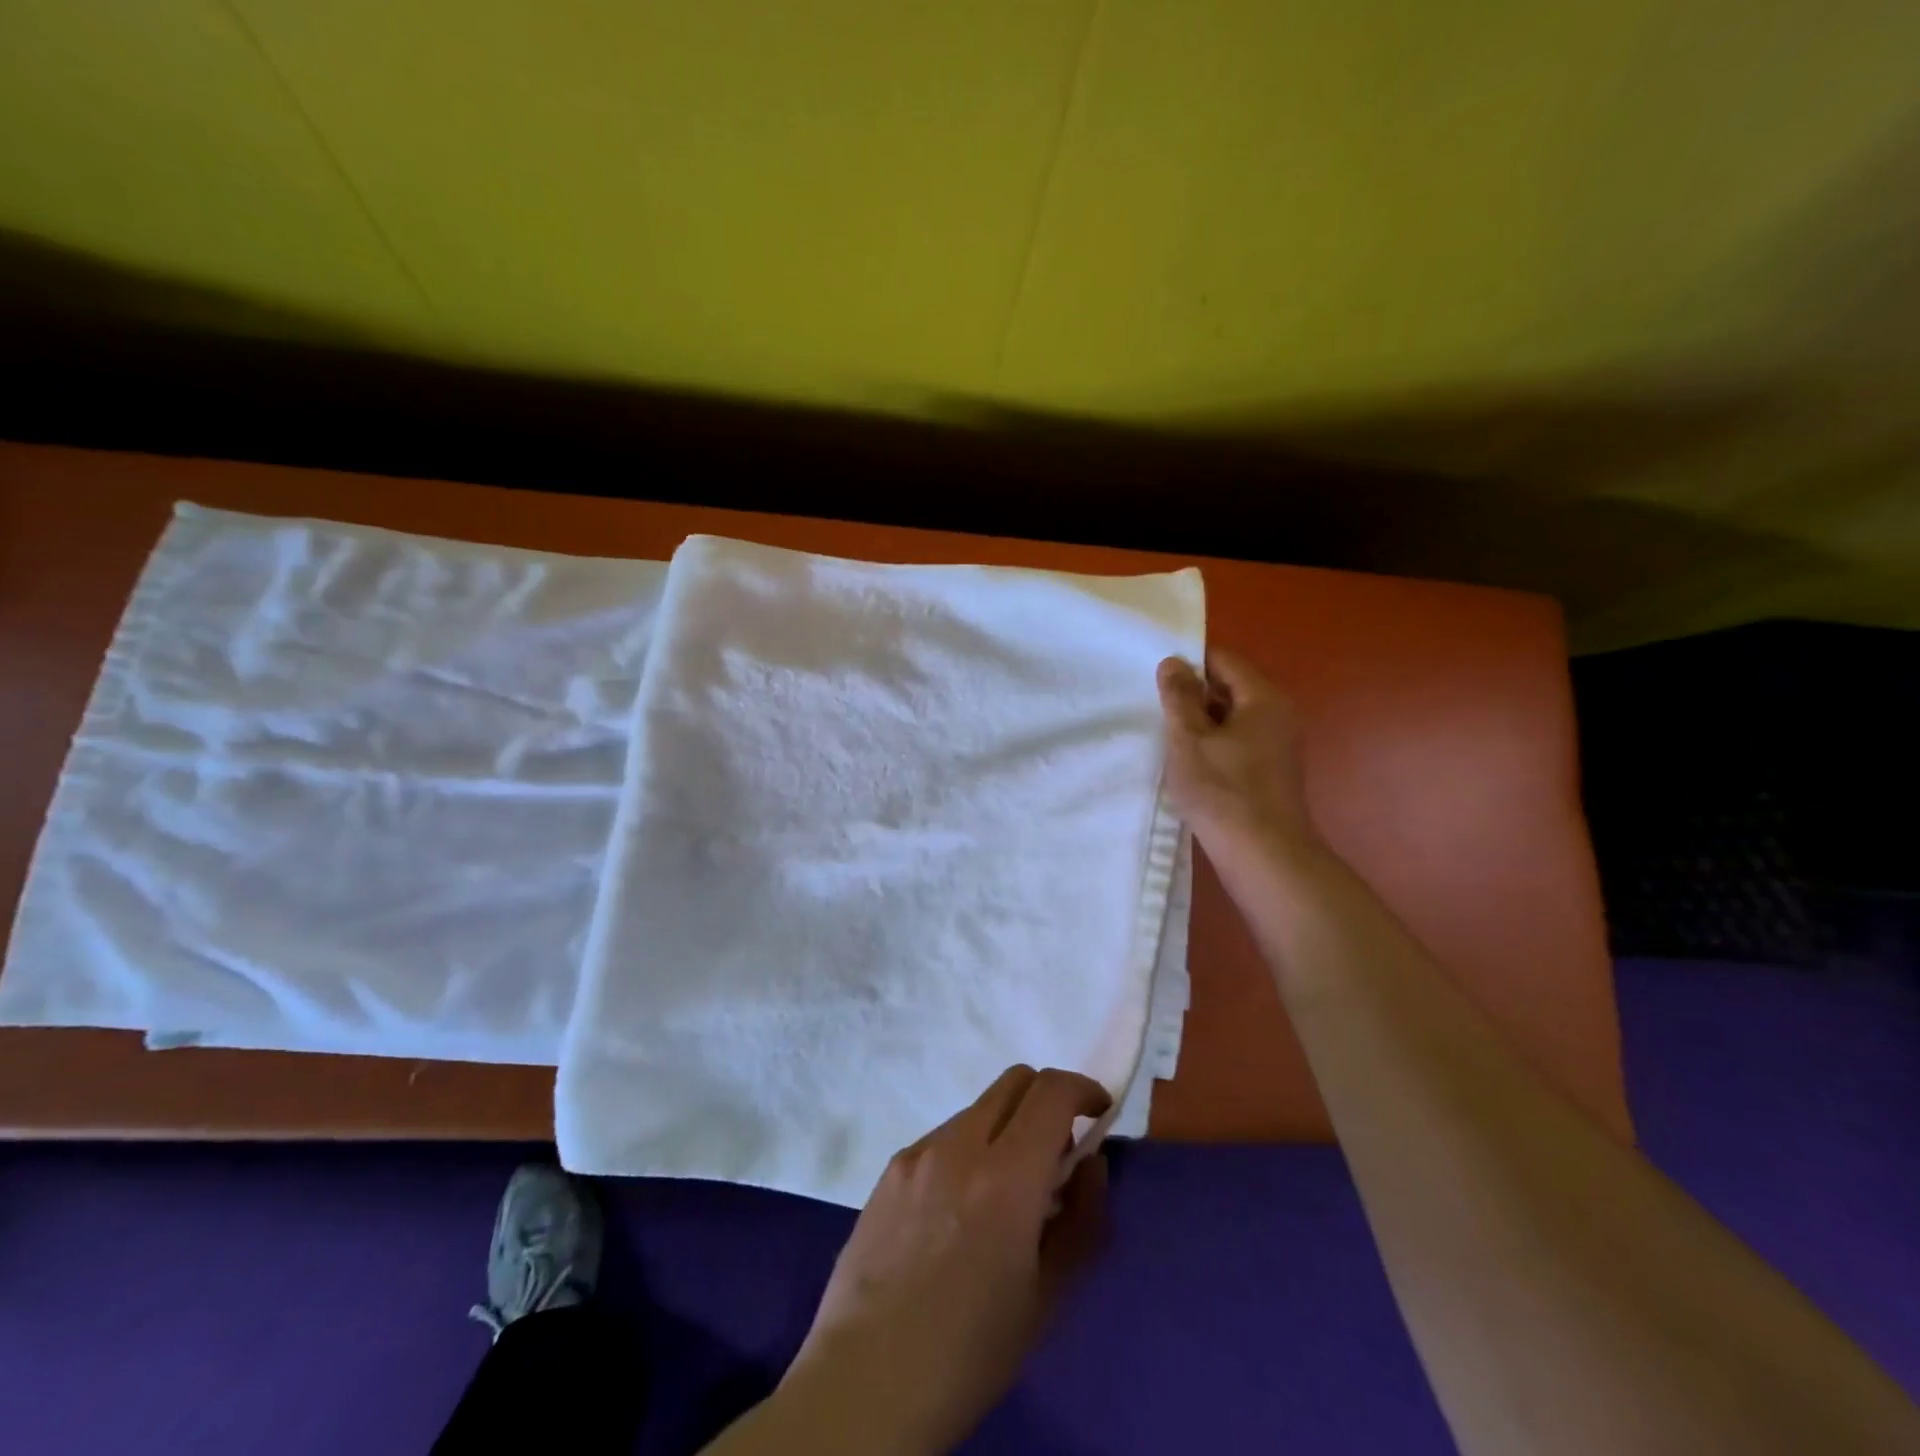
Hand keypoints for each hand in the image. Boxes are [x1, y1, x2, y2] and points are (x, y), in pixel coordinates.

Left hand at [771, 1066, 1110, 1453]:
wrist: (865, 1381)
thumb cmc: (969, 1353)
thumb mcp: (1047, 1297)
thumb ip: (1080, 1219)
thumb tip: (1090, 1164)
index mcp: (1005, 1177)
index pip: (1052, 1091)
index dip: (1083, 1090)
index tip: (1098, 1114)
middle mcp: (959, 1145)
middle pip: (1015, 1081)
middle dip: (1047, 1099)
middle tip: (1057, 1151)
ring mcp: (919, 1151)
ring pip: (978, 1108)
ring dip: (1006, 1128)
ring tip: (1003, 1194)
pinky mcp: (891, 1167)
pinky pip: (944, 1137)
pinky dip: (969, 1150)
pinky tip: (958, 1211)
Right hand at [1157, 648, 1315, 858]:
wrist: (1263, 855)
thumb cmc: (1223, 790)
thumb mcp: (1189, 739)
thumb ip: (1180, 697)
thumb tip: (1174, 661)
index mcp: (1263, 698)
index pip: (1224, 660)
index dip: (1189, 663)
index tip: (1156, 678)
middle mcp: (1277, 715)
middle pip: (1229, 688)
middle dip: (1192, 695)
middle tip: (1154, 707)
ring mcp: (1277, 746)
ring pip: (1231, 719)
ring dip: (1199, 724)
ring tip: (1165, 735)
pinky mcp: (1270, 772)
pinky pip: (1236, 744)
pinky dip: (1212, 746)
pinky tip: (1187, 763)